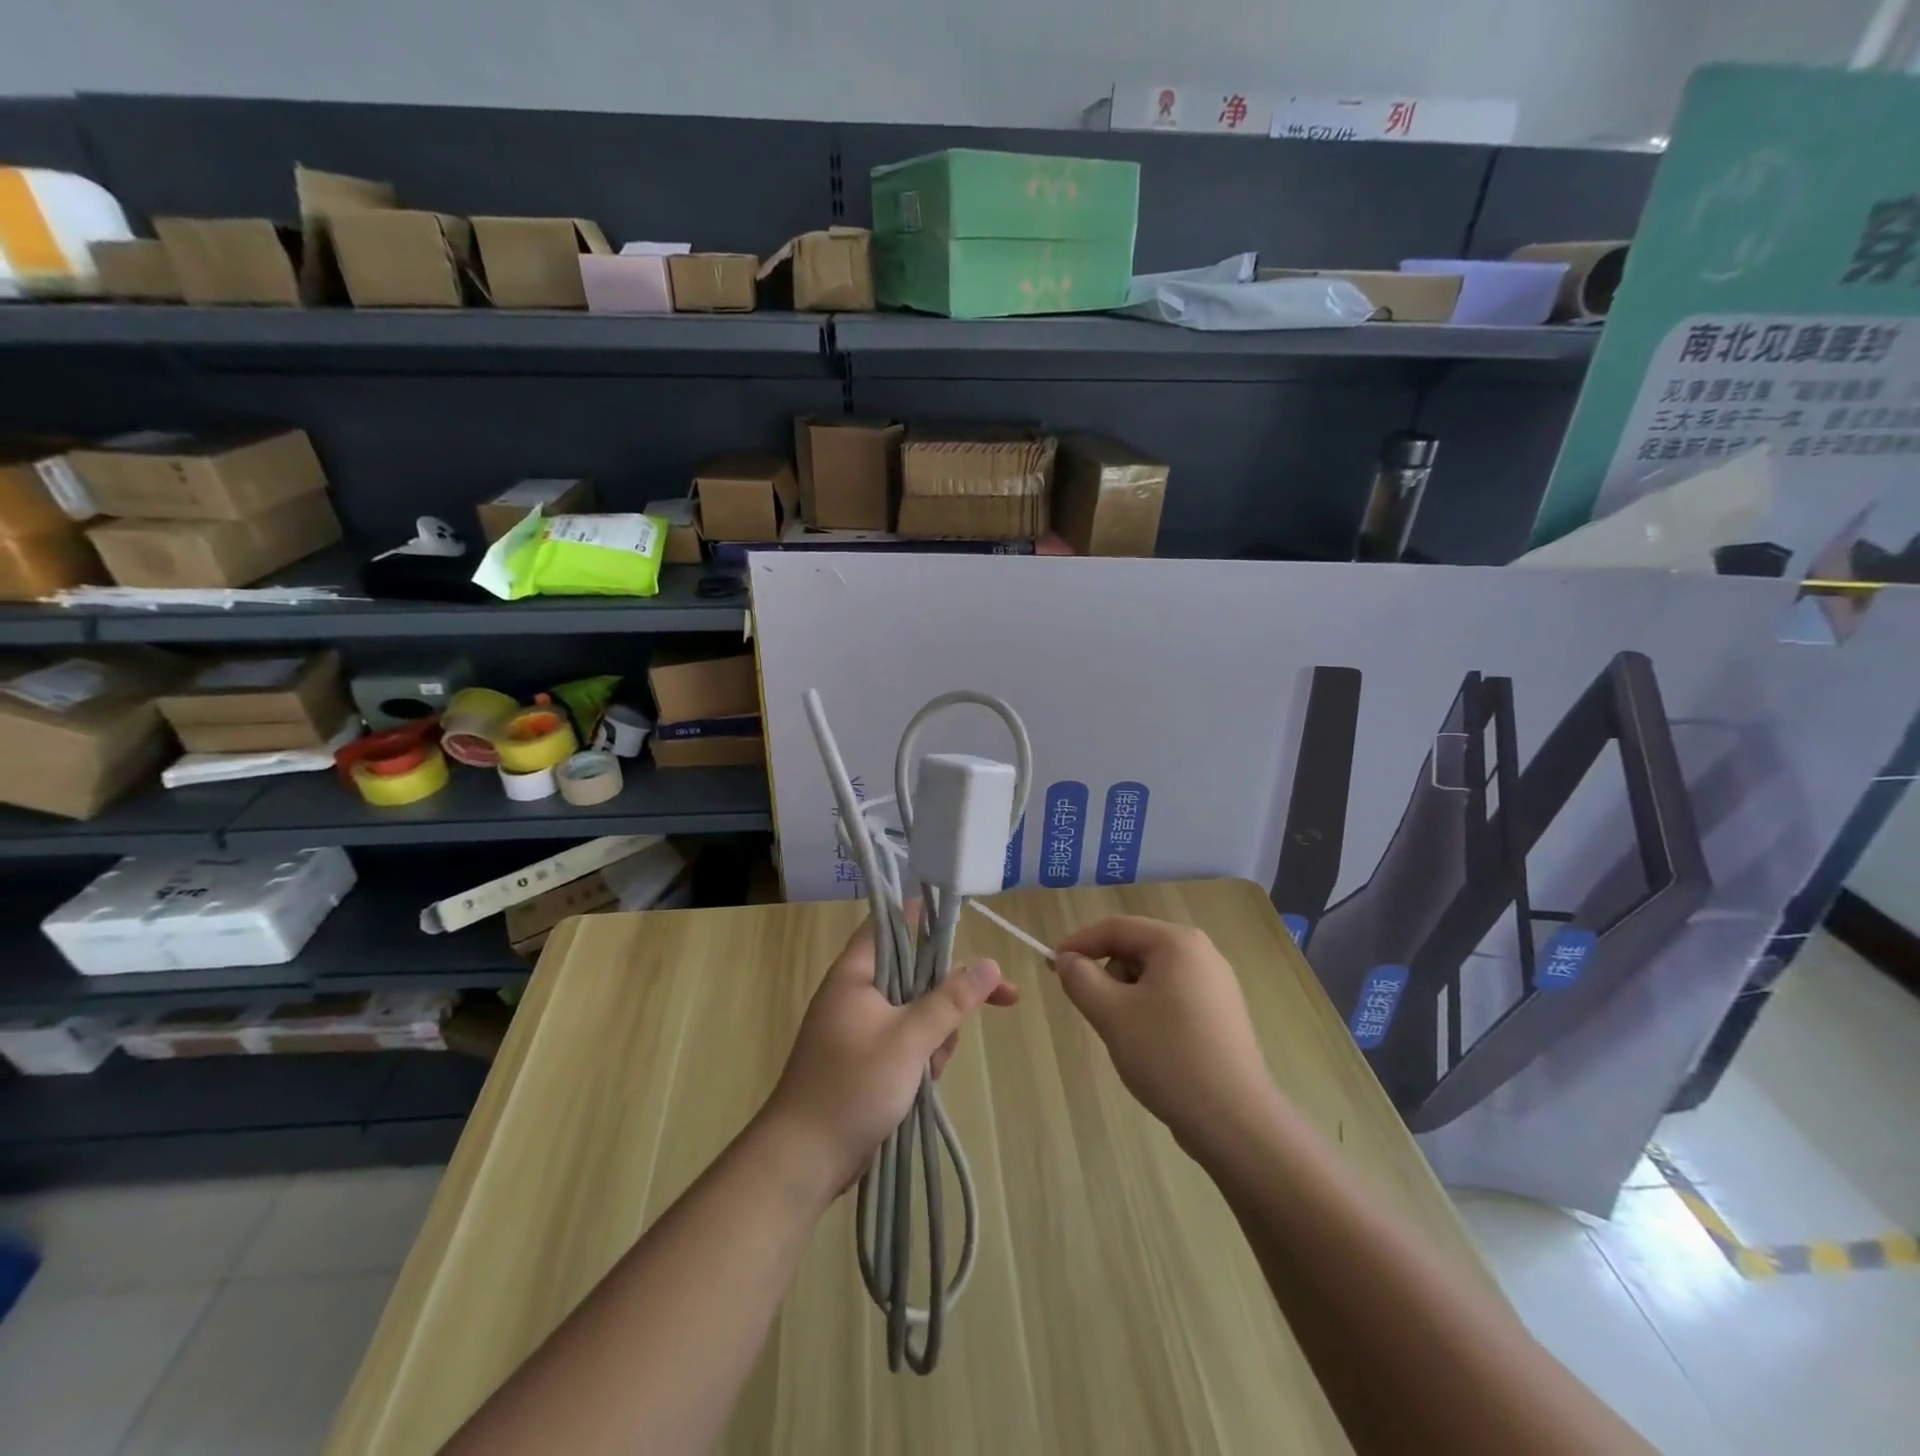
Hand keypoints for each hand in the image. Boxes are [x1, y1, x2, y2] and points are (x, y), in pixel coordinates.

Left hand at [762, 916, 1018, 1199]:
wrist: (804, 1159)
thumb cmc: (852, 1086)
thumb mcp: (909, 1040)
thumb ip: (951, 1000)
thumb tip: (991, 964)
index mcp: (856, 974)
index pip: (891, 924)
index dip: (925, 915)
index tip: (966, 920)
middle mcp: (857, 993)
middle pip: (916, 972)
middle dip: (949, 995)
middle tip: (998, 1000)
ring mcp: (862, 1027)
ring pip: (918, 1010)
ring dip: (937, 1035)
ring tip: (934, 1068)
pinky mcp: (868, 1059)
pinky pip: (908, 1041)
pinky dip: (923, 1056)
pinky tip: (927, 1083)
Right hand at [1052, 916, 1275, 1153]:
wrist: (1234, 1122)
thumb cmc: (1168, 1056)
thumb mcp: (1111, 1013)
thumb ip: (1080, 978)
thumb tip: (1067, 960)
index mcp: (1178, 942)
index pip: (1115, 928)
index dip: (1078, 943)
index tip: (1050, 965)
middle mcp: (1202, 953)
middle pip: (1135, 948)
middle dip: (1105, 973)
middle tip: (1091, 1009)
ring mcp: (1216, 984)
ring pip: (1152, 975)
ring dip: (1126, 995)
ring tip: (1125, 1034)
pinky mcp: (1221, 1014)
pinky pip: (1172, 996)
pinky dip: (1149, 1010)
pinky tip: (1150, 1046)